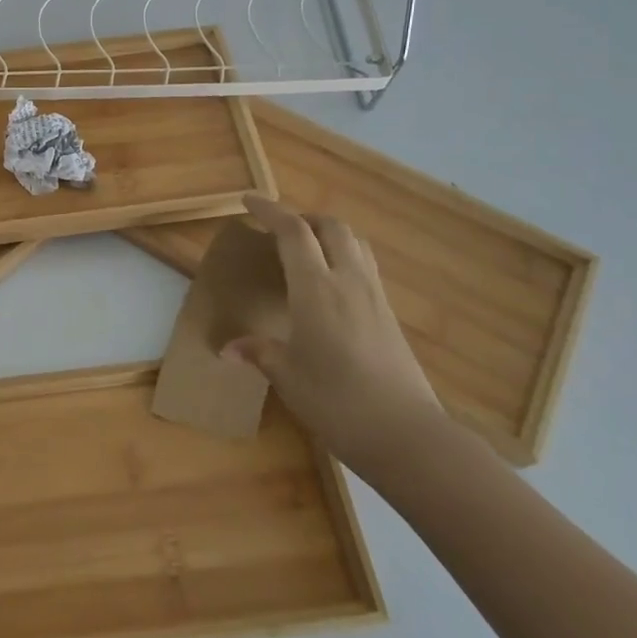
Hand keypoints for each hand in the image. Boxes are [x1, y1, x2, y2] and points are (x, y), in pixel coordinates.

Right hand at [228, 196, 446, 473]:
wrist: (408, 436)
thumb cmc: (337, 402)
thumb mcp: (288, 377)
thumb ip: (260, 352)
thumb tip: (228, 348)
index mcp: (316, 289)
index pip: (293, 232)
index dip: (270, 210)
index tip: (248, 201)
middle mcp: (349, 281)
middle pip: (331, 227)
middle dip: (303, 218)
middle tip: (279, 229)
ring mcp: (375, 297)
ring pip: (355, 244)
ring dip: (329, 234)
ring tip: (306, 250)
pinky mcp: (390, 317)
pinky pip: (366, 268)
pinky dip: (344, 259)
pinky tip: (331, 287)